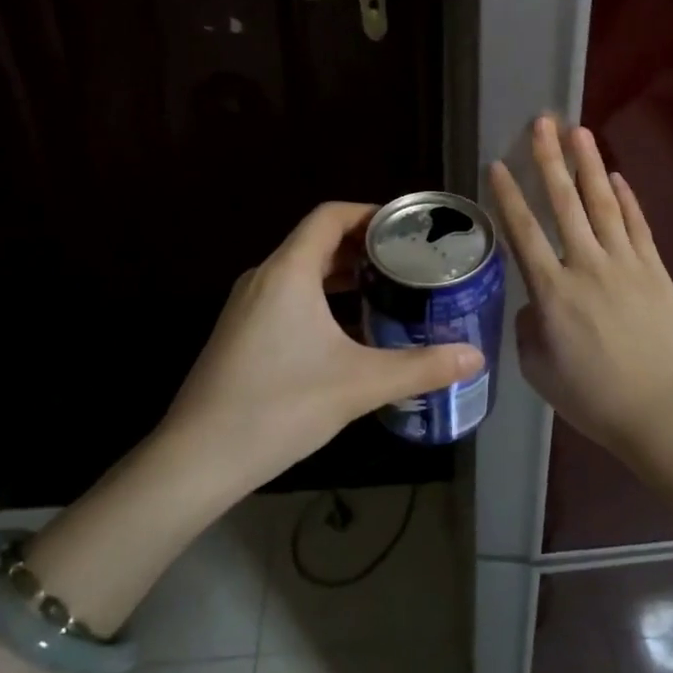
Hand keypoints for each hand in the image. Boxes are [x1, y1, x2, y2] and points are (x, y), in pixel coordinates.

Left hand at [159, 201, 485, 494]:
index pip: (331, 215)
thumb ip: (421, 367)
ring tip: (388, 290)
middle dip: (364, 246)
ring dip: (343, 274)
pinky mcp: (241, 333)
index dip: (370, 212)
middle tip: (410, 261)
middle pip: (318, 241)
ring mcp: (247, 306)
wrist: (197, 460)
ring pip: (302, 271)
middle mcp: (264, 277)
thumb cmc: (279, 406)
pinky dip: (323, 299)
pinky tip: (351, 331)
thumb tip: (475, 357)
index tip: (408, 226)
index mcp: (288, 271)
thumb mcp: (359, 384)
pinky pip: (289, 297)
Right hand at [488, 116, 672, 459]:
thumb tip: (534, 304)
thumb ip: (529, 328)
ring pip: (603, 203)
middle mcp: (586, 265)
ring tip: (578, 131)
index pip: (524, 232)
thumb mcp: (539, 369)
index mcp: (552, 291)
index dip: (509, 195)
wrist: (658, 407)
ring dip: (589, 165)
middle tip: (542, 122)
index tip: (497, 164)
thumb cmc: (592, 395)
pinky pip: (638, 225)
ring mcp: (625, 263)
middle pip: (565, 203)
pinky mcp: (654, 269)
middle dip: (550, 159)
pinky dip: (627, 198)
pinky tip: (616, 176)